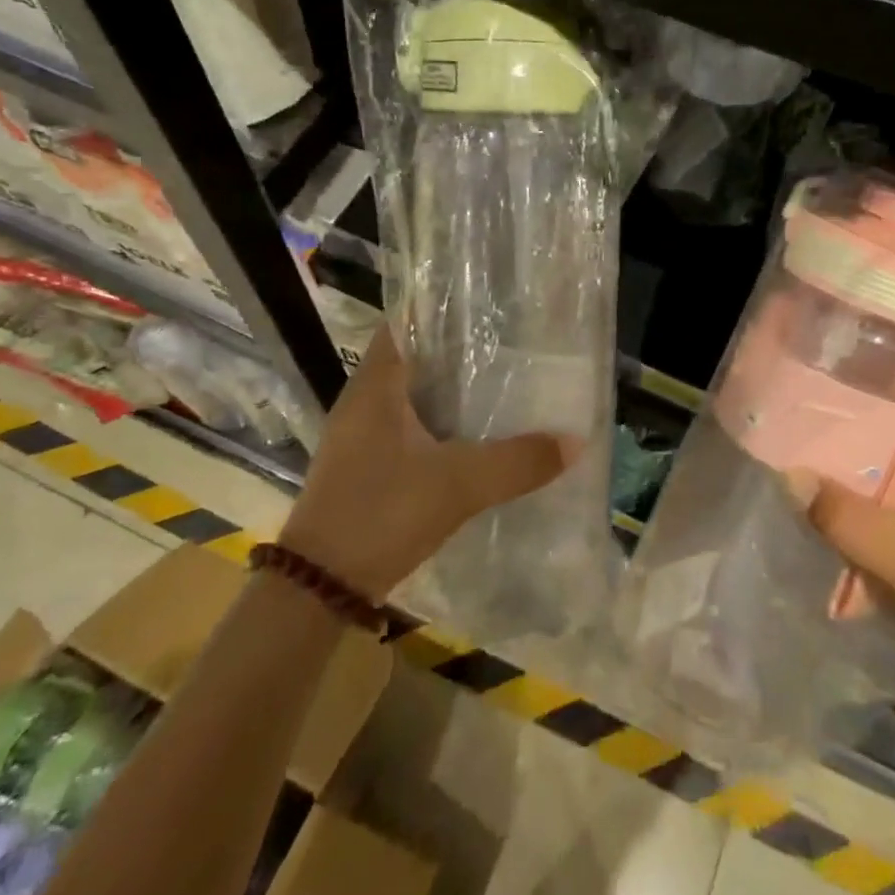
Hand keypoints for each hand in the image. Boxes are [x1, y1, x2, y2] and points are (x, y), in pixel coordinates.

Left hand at [278, 326, 577, 599]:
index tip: (488, 307)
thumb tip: (575, 441)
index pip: (406, 322)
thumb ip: (517, 462)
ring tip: (500, 384)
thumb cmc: (382, 513)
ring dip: (447, 390)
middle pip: (413, 358)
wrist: (319, 587)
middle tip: (509, 345)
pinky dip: (437, 423)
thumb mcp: (458, 485)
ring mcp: (359, 435)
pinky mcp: (364, 464)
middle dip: (457, 351)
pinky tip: (471, 435)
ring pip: (410, 395)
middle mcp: (363, 400)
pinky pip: (406, 426)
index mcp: (376, 385)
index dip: (443, 309)